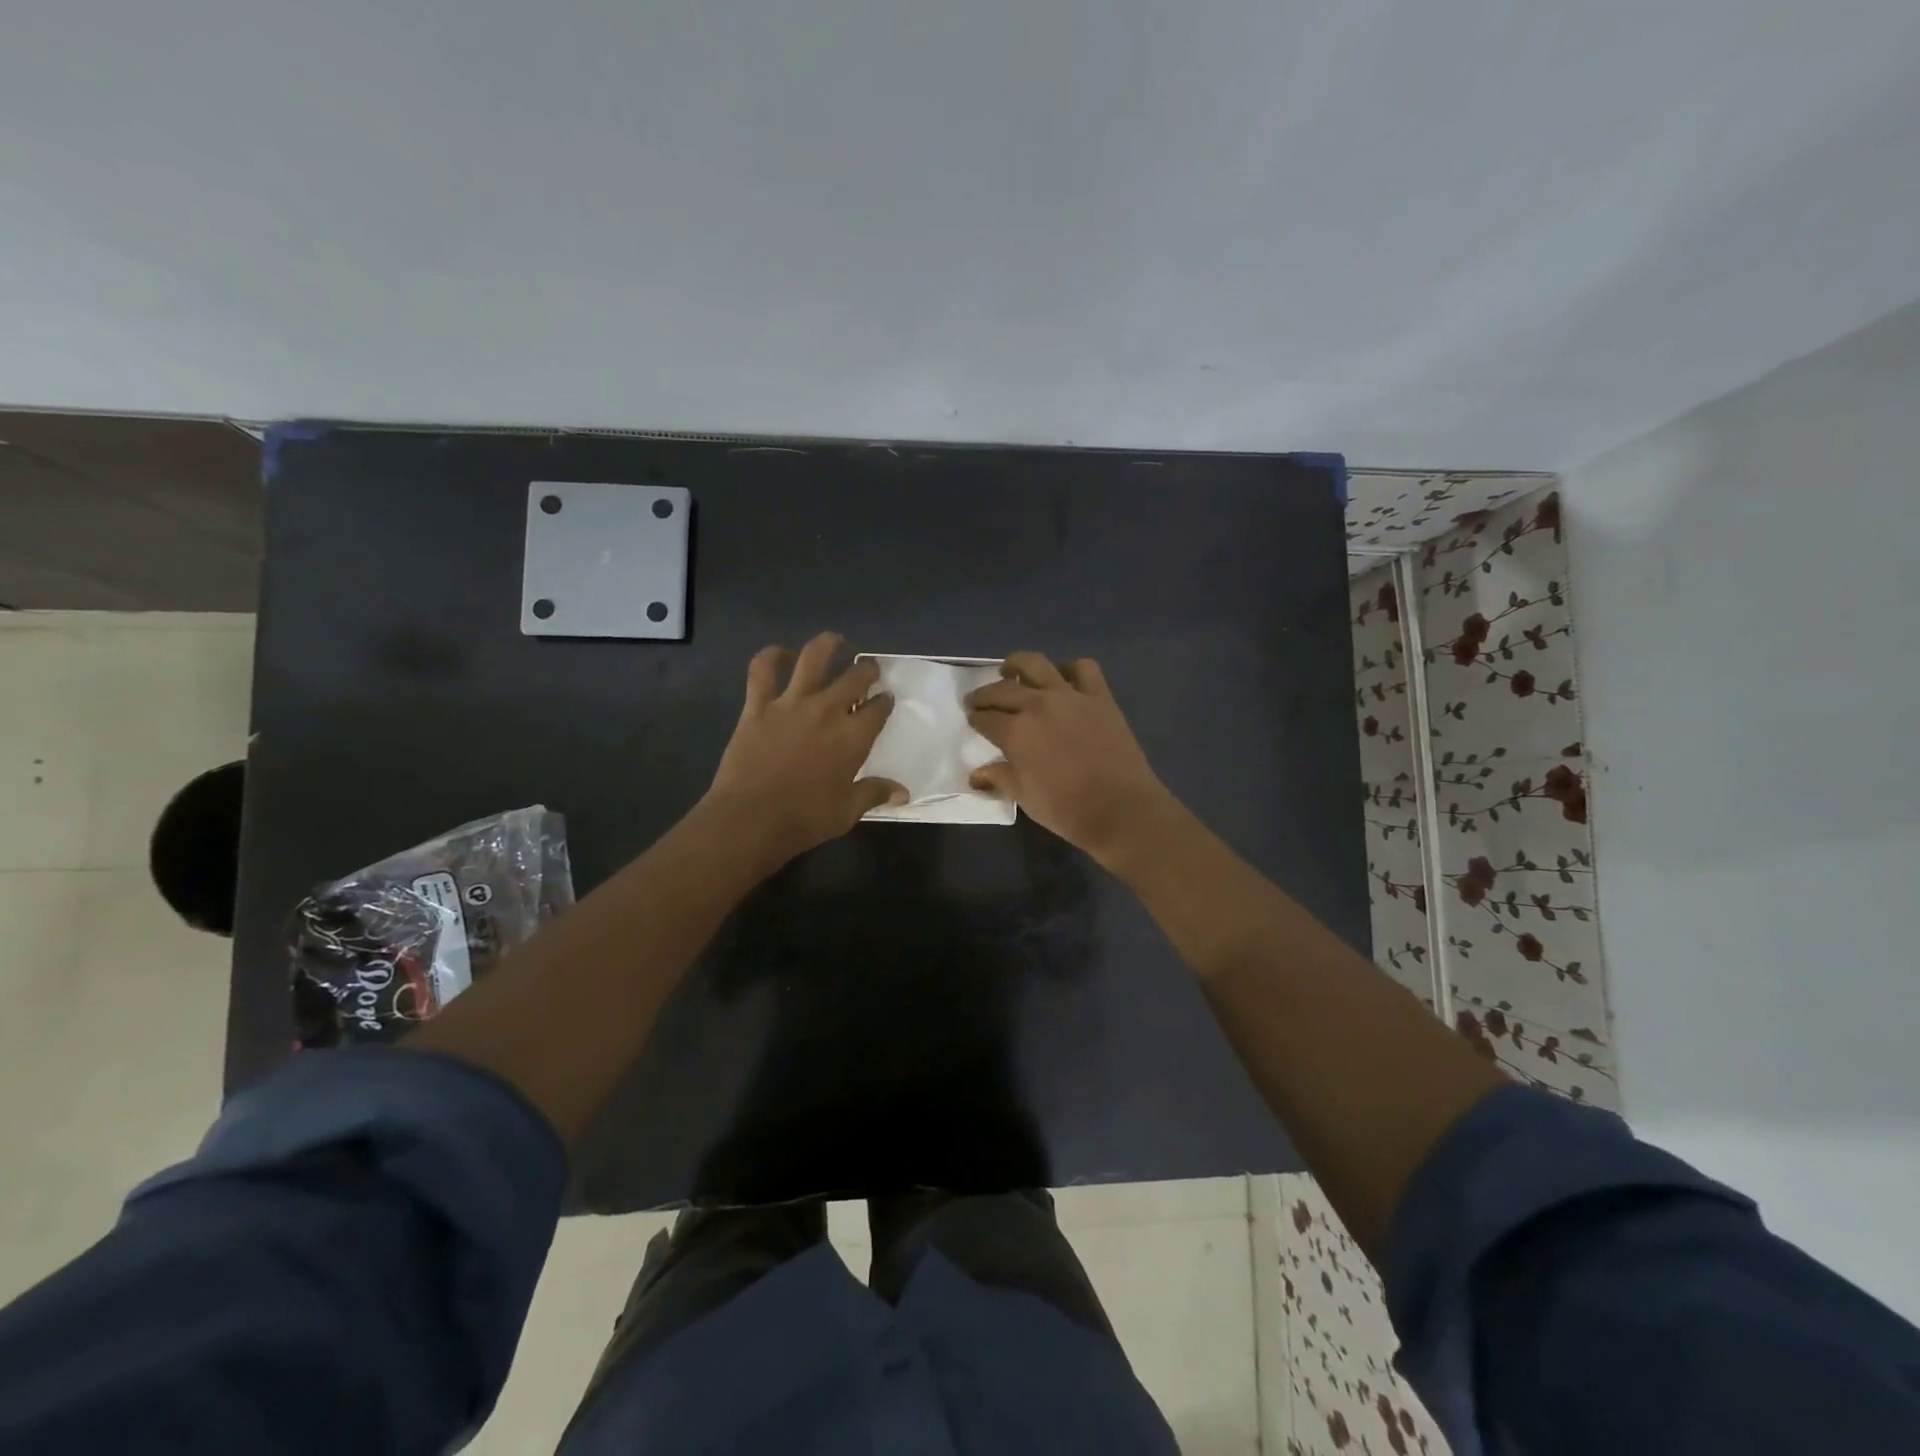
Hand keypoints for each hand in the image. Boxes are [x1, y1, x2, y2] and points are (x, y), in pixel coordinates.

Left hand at [704, 633, 906, 871]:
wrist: (749, 819)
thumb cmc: (804, 819)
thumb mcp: (847, 812)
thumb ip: (874, 794)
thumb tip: (903, 793)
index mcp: (853, 737)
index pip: (878, 708)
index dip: (885, 701)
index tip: (886, 699)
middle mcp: (827, 710)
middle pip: (854, 677)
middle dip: (867, 671)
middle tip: (869, 671)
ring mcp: (791, 703)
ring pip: (813, 658)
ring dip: (828, 645)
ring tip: (836, 642)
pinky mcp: (758, 706)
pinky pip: (763, 670)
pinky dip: (771, 656)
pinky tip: (780, 654)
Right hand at [965, 652, 1176, 866]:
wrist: (1121, 810)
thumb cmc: (1067, 810)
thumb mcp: (1025, 797)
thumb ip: (999, 778)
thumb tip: (975, 775)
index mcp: (1015, 732)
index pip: (985, 719)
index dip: (975, 719)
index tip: (972, 719)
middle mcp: (1038, 705)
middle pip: (1002, 690)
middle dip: (984, 695)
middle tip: (978, 700)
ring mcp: (1070, 696)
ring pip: (1036, 664)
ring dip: (1017, 665)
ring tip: (1010, 670)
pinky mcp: (1100, 696)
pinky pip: (1083, 669)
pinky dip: (1070, 670)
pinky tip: (1063, 680)